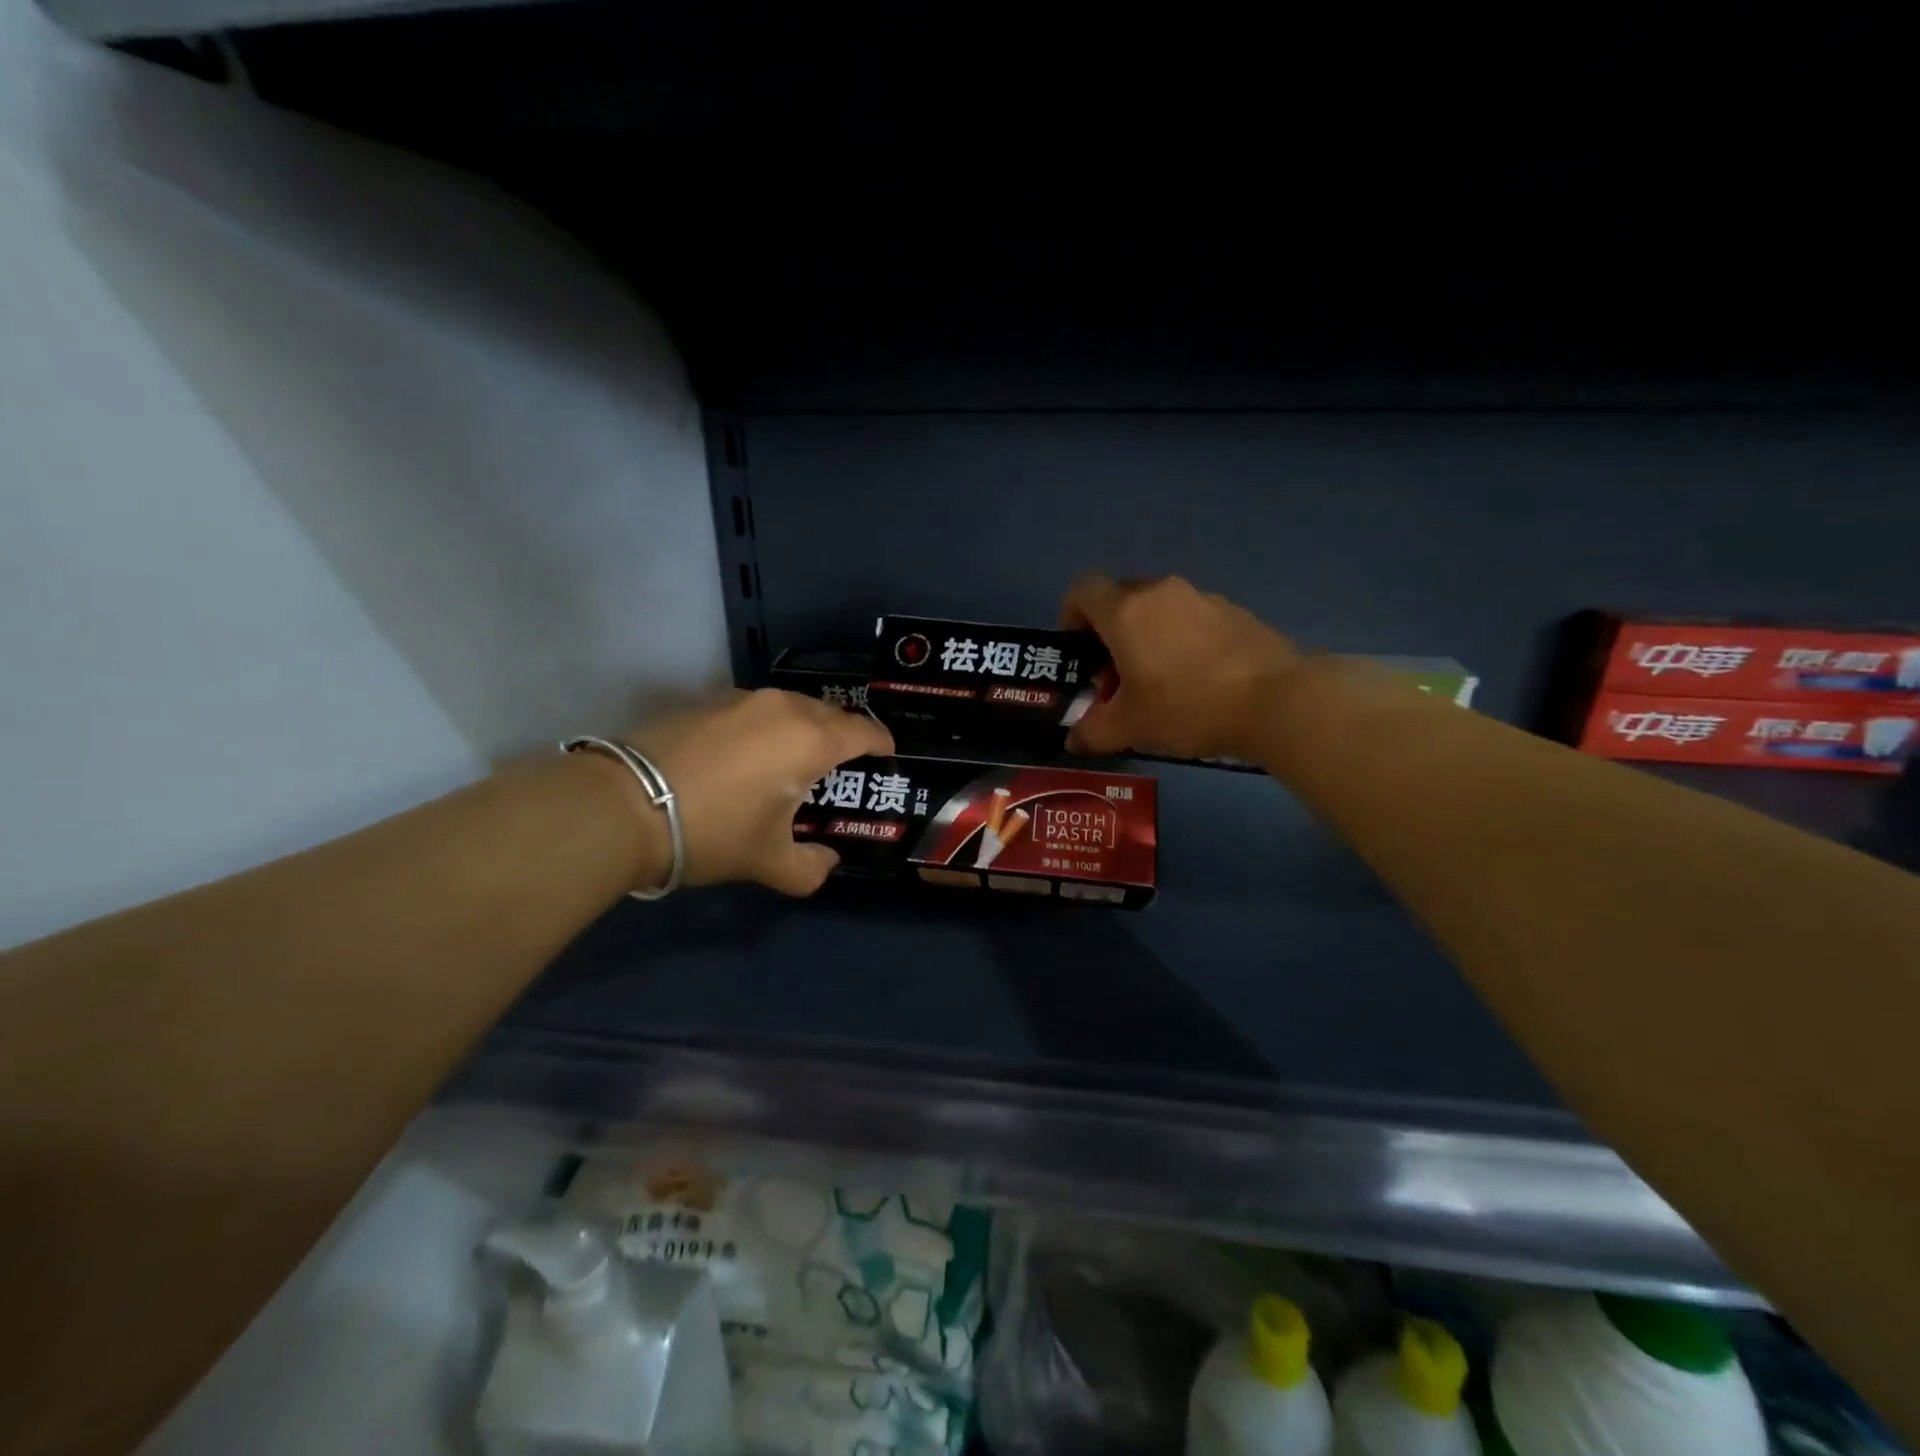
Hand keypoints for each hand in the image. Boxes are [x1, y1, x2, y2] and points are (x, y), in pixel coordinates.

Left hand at [625, 689, 892, 895]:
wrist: (624, 805)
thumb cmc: (714, 830)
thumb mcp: (769, 862)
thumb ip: (811, 868)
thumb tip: (826, 862)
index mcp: (811, 740)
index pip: (863, 731)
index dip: (881, 742)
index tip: (886, 754)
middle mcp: (783, 708)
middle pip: (830, 714)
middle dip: (843, 736)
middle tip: (841, 766)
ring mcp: (742, 699)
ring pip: (791, 707)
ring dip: (803, 728)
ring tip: (795, 758)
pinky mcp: (707, 701)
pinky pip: (755, 710)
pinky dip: (767, 727)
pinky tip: (749, 754)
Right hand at [1062, 572, 1301, 759]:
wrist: (1276, 701)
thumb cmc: (1186, 707)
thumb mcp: (1129, 728)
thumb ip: (1092, 731)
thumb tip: (1073, 740)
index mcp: (1126, 612)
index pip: (1083, 590)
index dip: (1071, 615)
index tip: (1077, 651)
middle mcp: (1161, 592)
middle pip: (1121, 599)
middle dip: (1109, 633)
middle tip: (1115, 676)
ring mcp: (1202, 598)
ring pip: (1159, 609)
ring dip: (1148, 637)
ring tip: (1159, 683)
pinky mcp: (1235, 612)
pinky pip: (1193, 619)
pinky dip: (1183, 641)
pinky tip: (1198, 681)